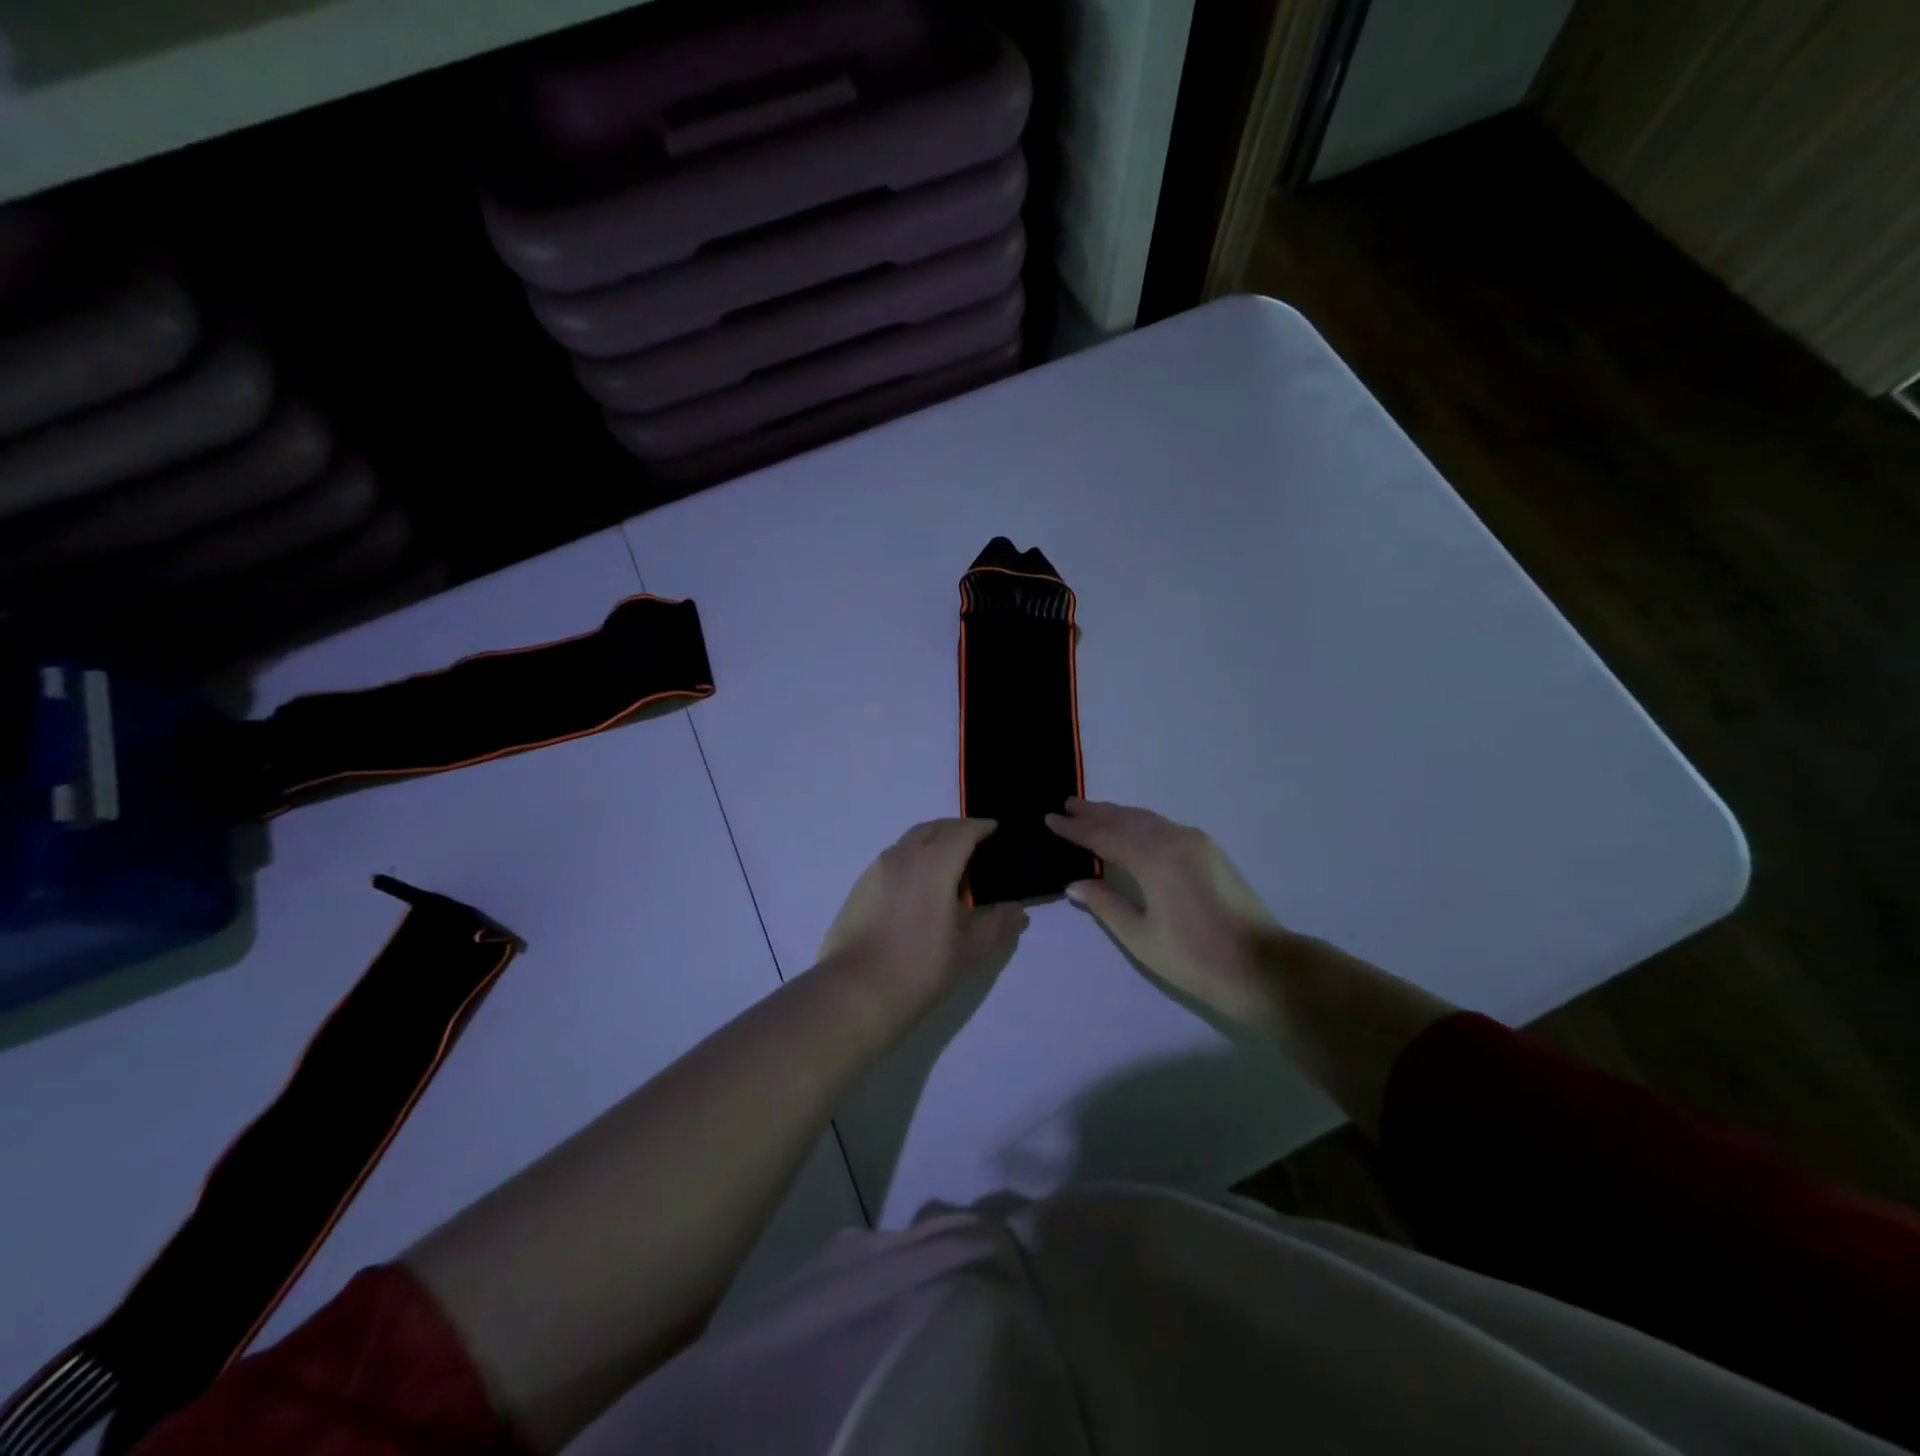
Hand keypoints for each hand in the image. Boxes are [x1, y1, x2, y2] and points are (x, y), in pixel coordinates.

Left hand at [819, 819, 1027, 1026]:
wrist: (857, 991)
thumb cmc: (921, 966)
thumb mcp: (970, 949)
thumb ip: (997, 924)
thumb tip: (1016, 909)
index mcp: (935, 863)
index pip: (962, 831)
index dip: (981, 827)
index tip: (994, 829)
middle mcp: (904, 856)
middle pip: (933, 828)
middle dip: (955, 829)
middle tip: (973, 841)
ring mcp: (876, 870)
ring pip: (908, 842)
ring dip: (930, 842)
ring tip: (946, 865)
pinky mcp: (859, 888)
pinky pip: (891, 860)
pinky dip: (910, 860)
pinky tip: (917, 888)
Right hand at [1045, 799, 1286, 1026]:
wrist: (1262, 966)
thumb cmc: (1195, 958)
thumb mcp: (1141, 937)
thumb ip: (1106, 905)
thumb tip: (1075, 883)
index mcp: (1153, 860)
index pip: (1104, 837)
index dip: (1075, 829)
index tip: (1050, 819)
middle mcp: (1173, 840)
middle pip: (1125, 819)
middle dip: (1094, 812)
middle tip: (1066, 804)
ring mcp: (1195, 842)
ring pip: (1146, 819)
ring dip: (1117, 814)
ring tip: (1091, 810)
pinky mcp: (1209, 850)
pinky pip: (1163, 825)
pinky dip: (1139, 821)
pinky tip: (1130, 827)